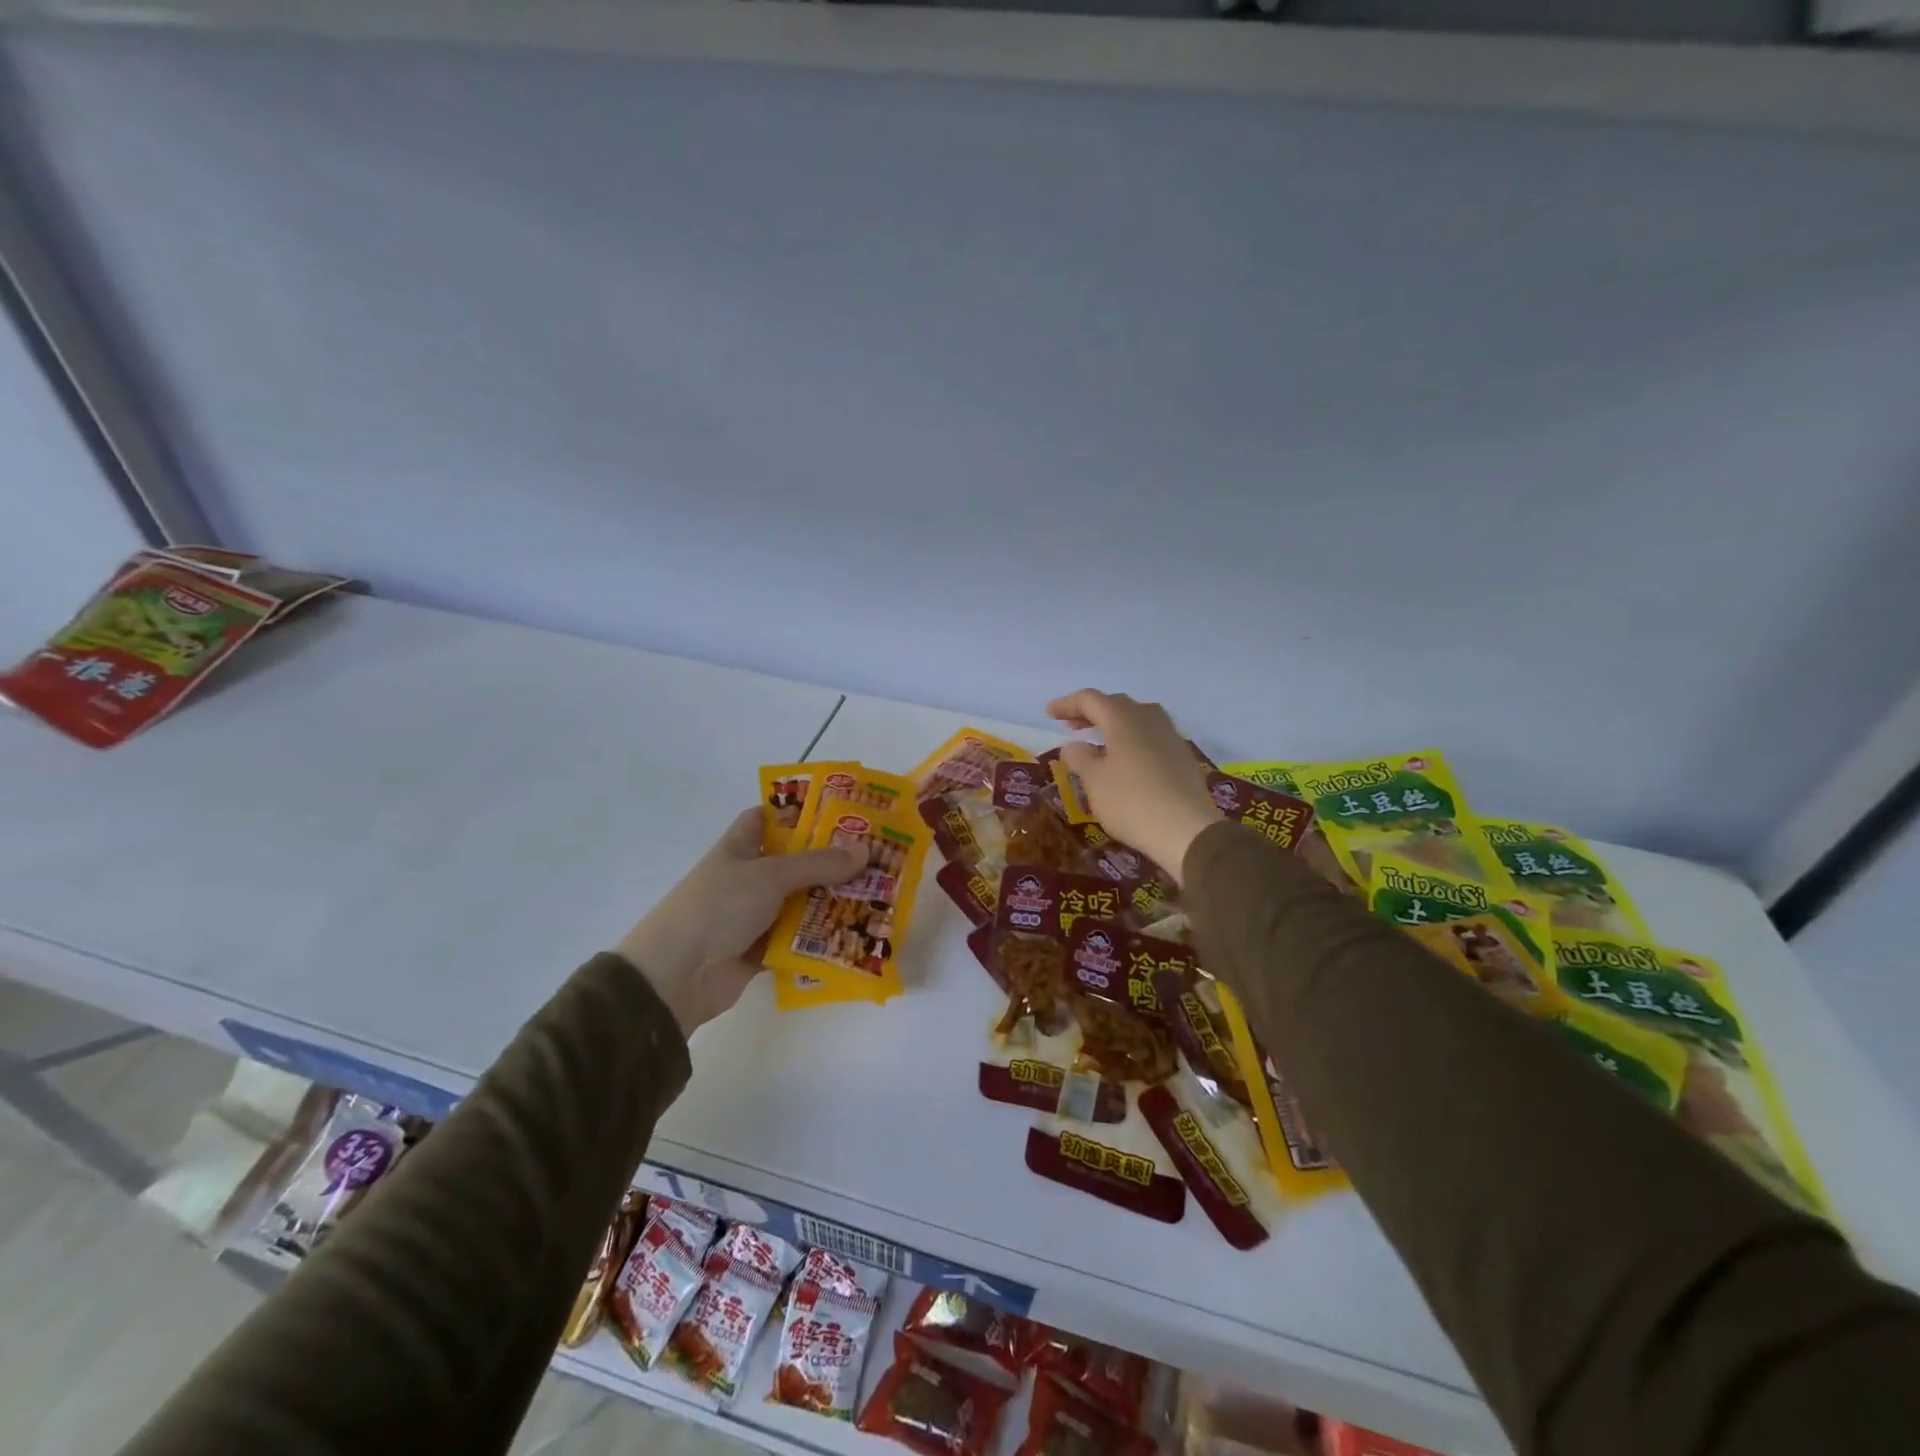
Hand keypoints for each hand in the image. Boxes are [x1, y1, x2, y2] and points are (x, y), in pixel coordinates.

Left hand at [616, 808, 864, 1036]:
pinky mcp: (760, 950)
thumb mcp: (769, 876)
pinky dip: (819, 938)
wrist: (676, 977)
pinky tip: (854, 934)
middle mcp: (747, 878)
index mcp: (739, 848)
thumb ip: (818, 864)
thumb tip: (866, 850)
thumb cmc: (717, 908)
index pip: (766, 818)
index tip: (836, 812)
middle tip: (874, 857)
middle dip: (829, 860)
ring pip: (799, 902)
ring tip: (876, 895)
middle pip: (793, 862)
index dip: (796, 812)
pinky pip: (797, 939)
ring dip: (830, 901)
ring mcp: (753, 915)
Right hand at [1046, 690, 1222, 884]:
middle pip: (1115, 704)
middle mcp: (1148, 718)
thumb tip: (1073, 745)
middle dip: (1090, 713)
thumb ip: (1079, 757)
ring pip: (1137, 718)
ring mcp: (1170, 736)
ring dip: (1114, 724)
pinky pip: (1151, 736)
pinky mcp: (1182, 756)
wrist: (1186, 829)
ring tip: (1099, 741)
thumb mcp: (1094, 781)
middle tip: (1071, 726)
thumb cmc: (1131, 801)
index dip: (1067, 704)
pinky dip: (1132, 740)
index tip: (1049, 714)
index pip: (1090, 699)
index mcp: (1123, 718)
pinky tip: (1126, 760)